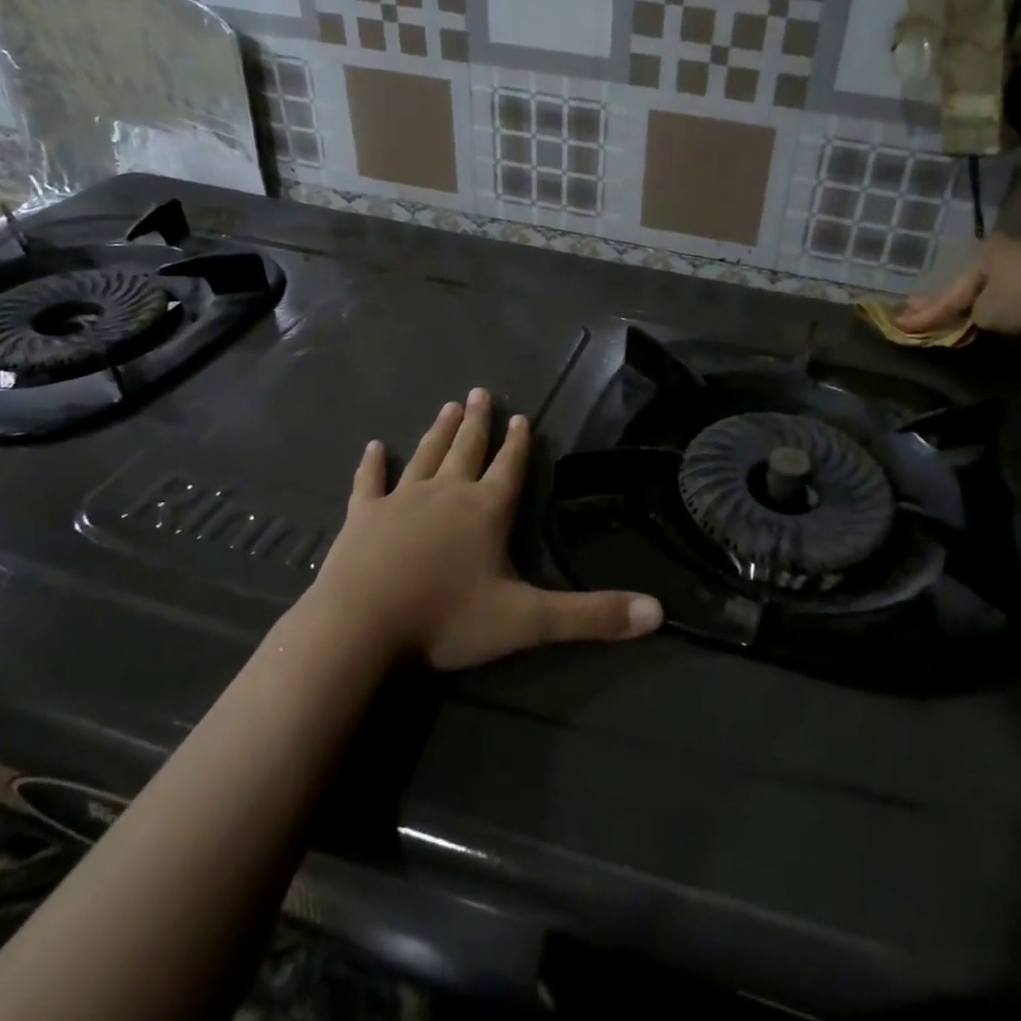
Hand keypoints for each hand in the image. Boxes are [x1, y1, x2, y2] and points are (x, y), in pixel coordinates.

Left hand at [306, 390, 663, 670]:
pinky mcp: (362, 516)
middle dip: (477, 423)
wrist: (361, 628)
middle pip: (466, 449)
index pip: (509, 467)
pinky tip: (373, 447)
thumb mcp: (528, 621)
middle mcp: (446, 494)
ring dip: (438, 432)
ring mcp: (400, 501)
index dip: (518, 443)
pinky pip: (368, 482)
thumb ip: (592, 616)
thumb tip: (658, 612)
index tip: (520, 415)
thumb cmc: (447, 619)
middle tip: (479, 393)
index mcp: (486, 510)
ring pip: (424, 456)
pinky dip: (371, 464)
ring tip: (447, 406)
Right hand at [896, 234, 1020, 337]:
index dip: (923, 313)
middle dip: (952, 308)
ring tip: (966, 330)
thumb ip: (964, 320)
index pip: (947, 293)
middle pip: (973, 290)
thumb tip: (956, 325)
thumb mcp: (986, 312)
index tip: (898, 324)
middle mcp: (1006, 253)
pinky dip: (1018, 320)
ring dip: (987, 316)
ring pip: (1001, 296)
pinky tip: (1013, 336)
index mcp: (983, 255)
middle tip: (924, 319)